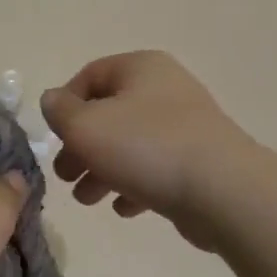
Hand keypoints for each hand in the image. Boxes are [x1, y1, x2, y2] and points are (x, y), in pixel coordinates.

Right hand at [41, 52, 249, 250]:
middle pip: (108, 114)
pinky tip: (123, 208)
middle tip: (65, 175)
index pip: (89, 76)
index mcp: (140, 68)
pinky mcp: (199, 161)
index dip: (64, 105)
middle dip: (81, 146)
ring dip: (102, 170)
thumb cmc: (144, 147)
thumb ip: (59, 111)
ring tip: (87, 199)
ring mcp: (186, 126)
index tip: (54, 137)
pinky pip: (155, 167)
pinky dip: (133, 184)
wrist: (222, 191)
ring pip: (129, 144)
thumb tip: (53, 101)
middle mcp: (165, 89)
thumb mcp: (85, 126)